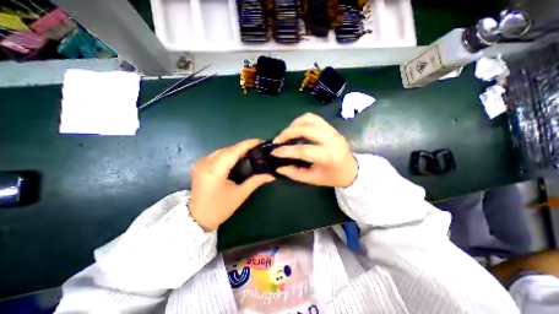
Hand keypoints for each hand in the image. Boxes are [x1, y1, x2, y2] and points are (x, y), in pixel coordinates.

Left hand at [188, 139, 273, 230]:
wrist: (196, 218)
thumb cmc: (219, 208)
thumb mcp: (239, 195)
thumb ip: (255, 182)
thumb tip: (271, 175)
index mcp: (215, 170)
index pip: (234, 151)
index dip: (247, 144)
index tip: (260, 141)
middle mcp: (206, 162)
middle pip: (228, 149)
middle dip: (243, 147)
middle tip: (257, 149)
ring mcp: (201, 162)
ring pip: (223, 150)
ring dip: (236, 150)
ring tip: (249, 152)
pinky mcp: (200, 165)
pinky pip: (217, 154)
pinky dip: (228, 153)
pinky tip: (236, 157)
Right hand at [271, 111, 357, 185]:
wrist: (350, 169)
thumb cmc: (332, 177)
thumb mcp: (312, 179)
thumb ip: (294, 173)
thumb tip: (278, 167)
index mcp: (329, 156)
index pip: (304, 150)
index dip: (286, 151)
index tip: (274, 153)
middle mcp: (332, 139)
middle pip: (305, 129)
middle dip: (287, 133)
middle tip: (277, 141)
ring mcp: (332, 131)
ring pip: (309, 119)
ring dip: (293, 124)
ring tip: (286, 134)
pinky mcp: (330, 127)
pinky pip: (313, 118)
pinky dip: (301, 121)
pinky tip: (295, 129)